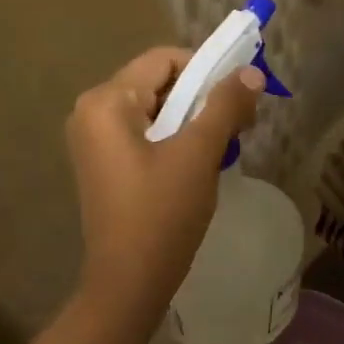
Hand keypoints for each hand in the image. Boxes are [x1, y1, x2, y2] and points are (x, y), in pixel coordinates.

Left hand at [67, 47, 264, 305]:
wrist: (129, 284)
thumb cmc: (162, 213)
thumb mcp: (198, 153)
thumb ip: (225, 105)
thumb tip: (252, 71)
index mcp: (106, 102)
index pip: (164, 60)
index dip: (207, 68)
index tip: (241, 93)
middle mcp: (92, 112)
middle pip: (159, 82)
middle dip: (204, 96)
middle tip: (242, 122)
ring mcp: (95, 139)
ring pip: (156, 108)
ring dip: (194, 118)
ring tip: (226, 143)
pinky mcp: (105, 163)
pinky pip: (146, 132)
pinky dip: (177, 137)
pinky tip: (201, 161)